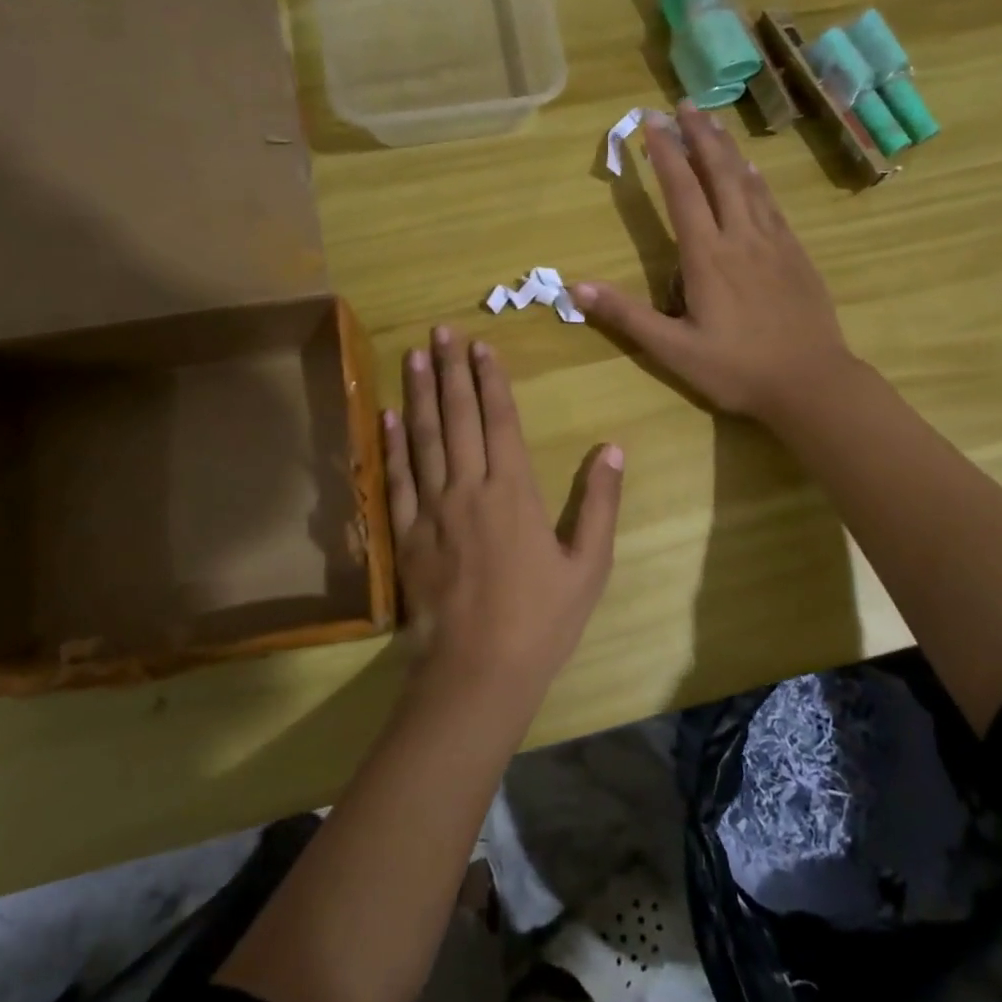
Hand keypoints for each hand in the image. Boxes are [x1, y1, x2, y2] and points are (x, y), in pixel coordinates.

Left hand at [382, 327, 623, 707]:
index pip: (501, 421)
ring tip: (414, 355)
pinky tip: (388, 414)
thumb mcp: (588, 565)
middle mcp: (469, 488)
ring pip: (423, 437)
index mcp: (514, 492)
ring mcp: (431, 509)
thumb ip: (601, 503)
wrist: (478, 671)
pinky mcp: (406, 534)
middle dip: (452, 370)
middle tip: (442, 330)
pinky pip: (396, 478)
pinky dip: (392, 443)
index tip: (482, 346)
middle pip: (458, 417)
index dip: (491, 380)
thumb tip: (613, 448)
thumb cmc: (542, 620)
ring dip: (419, 393)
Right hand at [574, 104, 852, 427]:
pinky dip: (757, 179)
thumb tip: (574, 287)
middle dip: (699, 135)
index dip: (665, 154)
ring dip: (728, 149)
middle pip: (719, 173)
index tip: (650, 122)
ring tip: (713, 122)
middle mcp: (741, 237)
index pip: (682, 191)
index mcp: (707, 256)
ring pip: (749, 182)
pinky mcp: (796, 254)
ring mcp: (774, 243)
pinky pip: (772, 203)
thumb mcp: (673, 350)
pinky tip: (753, 171)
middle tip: (683, 104)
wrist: (812, 383)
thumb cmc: (737, 370)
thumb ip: (626, 316)